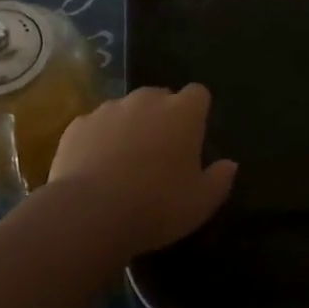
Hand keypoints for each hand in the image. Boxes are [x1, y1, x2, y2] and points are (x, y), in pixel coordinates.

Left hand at [47, 83, 236, 256]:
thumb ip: (220, 179)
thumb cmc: (156, 206)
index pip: (198, 94)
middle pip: (161, 97)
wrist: (90, 213)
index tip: (193, 138)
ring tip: (124, 164)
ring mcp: (110, 108)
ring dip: (129, 127)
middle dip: (162, 118)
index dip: (197, 113)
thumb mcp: (201, 203)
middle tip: (159, 154)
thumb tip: (229, 164)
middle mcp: (147, 99)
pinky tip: (94, 169)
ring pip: (126, 110)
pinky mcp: (79, 123)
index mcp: (182, 112)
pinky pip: (95, 126)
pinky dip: (98, 140)